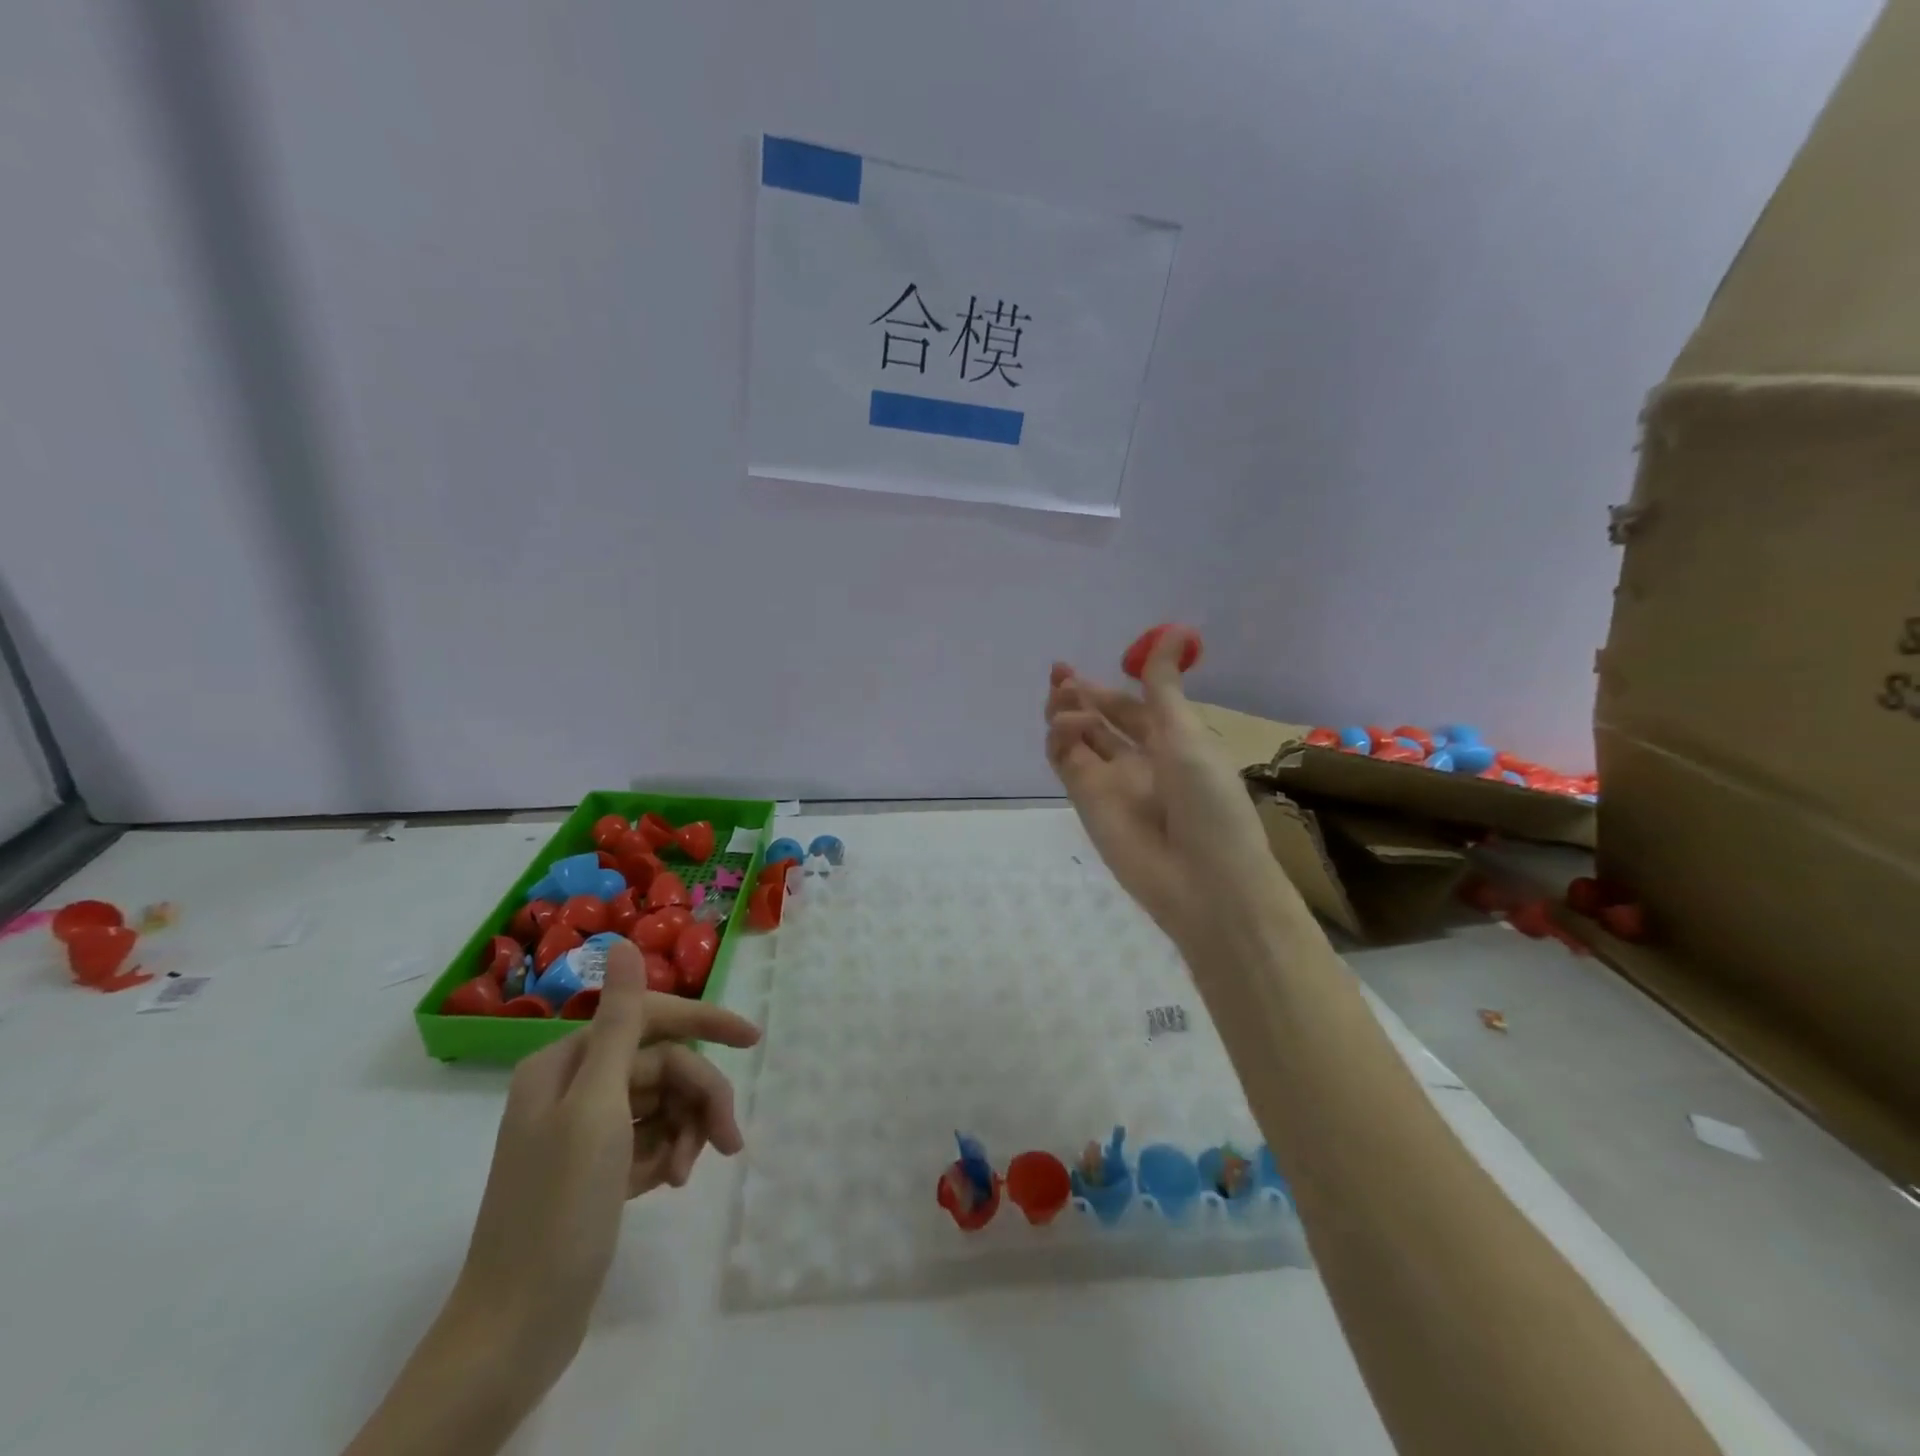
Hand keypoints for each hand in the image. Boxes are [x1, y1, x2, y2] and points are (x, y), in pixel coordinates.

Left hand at [455, 938, 759, 1381]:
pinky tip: (668, 1185)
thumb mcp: (597, 1107)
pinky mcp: (596, 1169)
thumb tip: (623, 943)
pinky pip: (650, 1138)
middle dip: (699, 1098)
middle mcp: (574, 1087)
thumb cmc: (558, 1208)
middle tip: (730, 1140)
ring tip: (688, 1174)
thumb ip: (620, 1023)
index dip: (703, 1023)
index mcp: (567, 1063)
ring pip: (662, 1103)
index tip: (752, 1040)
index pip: (649, 1018)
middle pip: (661, 1068)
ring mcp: (585, 1130)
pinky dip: (667, 1155)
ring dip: (686, 1131)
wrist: (516, 1328)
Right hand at [1045, 628, 1285, 957]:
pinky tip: (1067, 725)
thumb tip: (1173, 630)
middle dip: (1079, 695)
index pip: (1134, 707)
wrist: (1203, 881)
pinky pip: (1067, 762)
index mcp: (1173, 743)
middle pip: (1100, 720)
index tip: (1090, 664)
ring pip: (1078, 738)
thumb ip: (1164, 687)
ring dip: (1067, 712)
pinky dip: (1060, 739)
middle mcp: (1140, 760)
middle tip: (1060, 674)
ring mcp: (1111, 782)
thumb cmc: (1209, 802)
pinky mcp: (1087, 802)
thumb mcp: (1187, 735)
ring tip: (1064, 696)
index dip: (1110, 686)